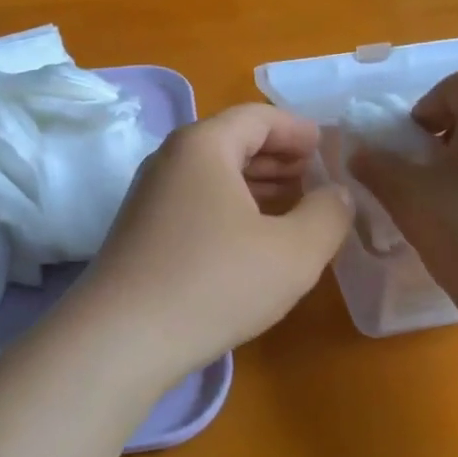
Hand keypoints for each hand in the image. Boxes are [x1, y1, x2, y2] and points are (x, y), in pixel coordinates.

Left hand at [70, 105, 352, 383]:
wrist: (120, 339)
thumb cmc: (214, 282)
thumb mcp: (292, 252)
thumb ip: (327, 215)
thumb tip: (337, 193)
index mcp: (203, 145)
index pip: (258, 117)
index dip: (298, 129)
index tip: (327, 148)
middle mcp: (170, 158)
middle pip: (232, 140)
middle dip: (279, 156)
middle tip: (315, 177)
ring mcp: (149, 193)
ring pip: (213, 172)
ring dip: (256, 182)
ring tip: (292, 205)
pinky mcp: (140, 228)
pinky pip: (196, 199)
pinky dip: (230, 205)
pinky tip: (251, 238)